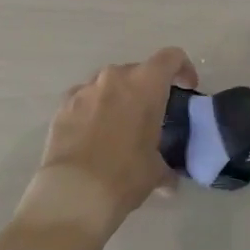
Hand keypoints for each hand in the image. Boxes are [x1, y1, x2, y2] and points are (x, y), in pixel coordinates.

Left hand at [18, 47, 196, 236]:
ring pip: (108, 84)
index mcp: (145, 84)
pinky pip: (84, 99)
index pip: (171, 57)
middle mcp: (114, 77)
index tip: (186, 89)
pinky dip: (93, 110)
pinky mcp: (63, 105)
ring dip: (118, 99)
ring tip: (119, 128)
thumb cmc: (126, 175)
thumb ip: (166, 166)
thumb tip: (169, 180)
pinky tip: (92, 136)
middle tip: (150, 117)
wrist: (75, 192)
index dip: (183, 69)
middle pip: (138, 71)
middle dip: (147, 90)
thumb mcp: (156, 171)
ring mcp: (85, 88)